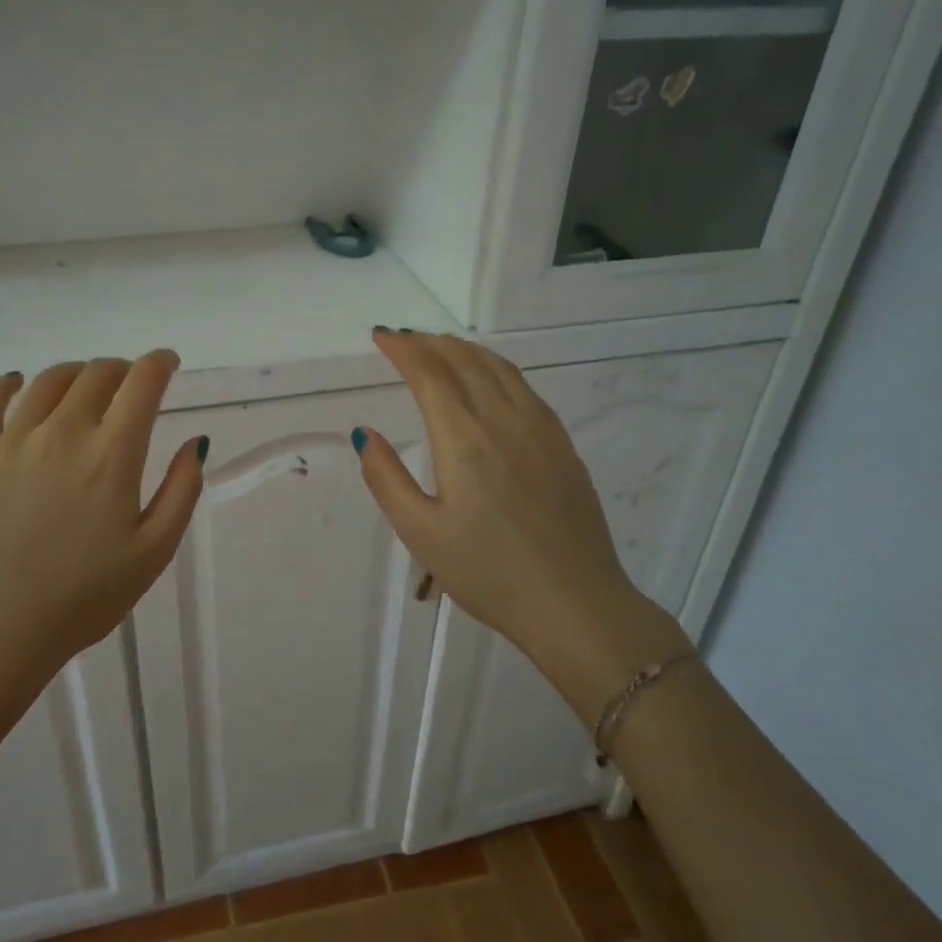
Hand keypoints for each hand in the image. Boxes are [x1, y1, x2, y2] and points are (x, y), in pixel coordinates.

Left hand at [0, 352, 203, 800]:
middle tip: (129, 384)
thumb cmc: (82, 599)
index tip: (167, 363)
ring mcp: (11, 441)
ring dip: (76, 373)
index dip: (160, 363)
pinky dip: (8, 383)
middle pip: (97, 373)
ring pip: (49, 381)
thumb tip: (196, 442)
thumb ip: (182, 491)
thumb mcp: (153, 553)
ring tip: (84, 385)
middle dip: (122, 369)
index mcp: (112, 455)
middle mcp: (62, 433)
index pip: (142, 382)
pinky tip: (17, 383)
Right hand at [354, 331, 689, 713]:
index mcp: (464, 440)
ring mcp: (540, 429)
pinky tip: (488, 379)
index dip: (403, 348)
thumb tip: (366, 434)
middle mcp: (504, 420)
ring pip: (498, 367)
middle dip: (429, 342)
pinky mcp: (562, 444)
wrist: (574, 604)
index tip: (381, 337)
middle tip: (403, 340)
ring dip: (463, 349)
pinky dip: (495, 367)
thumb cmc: (488, 573)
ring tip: (439, 348)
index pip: (429, 373)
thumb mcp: (421, 533)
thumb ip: (386, 478)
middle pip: (464, 360)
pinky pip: (524, 386)